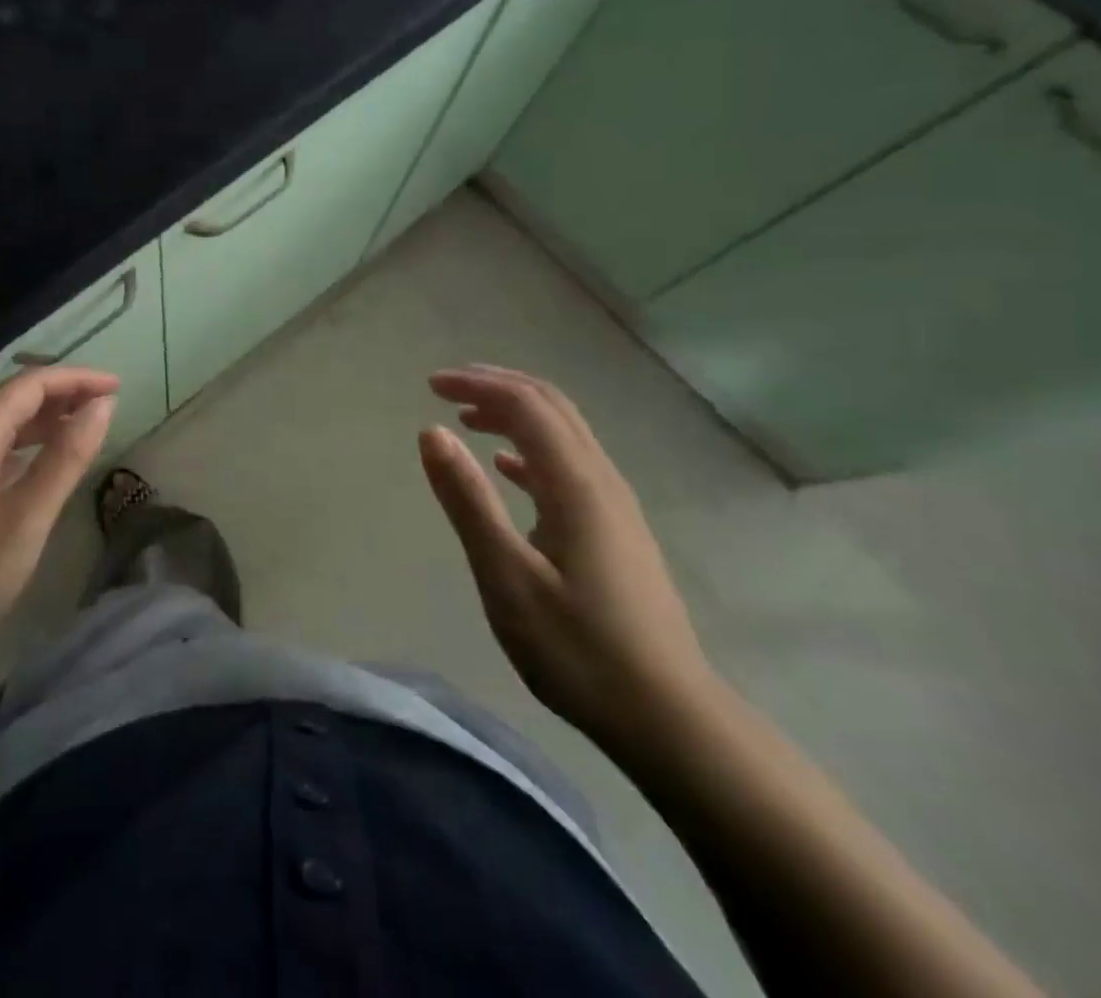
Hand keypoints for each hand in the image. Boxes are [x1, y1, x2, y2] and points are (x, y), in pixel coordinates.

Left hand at [0, 367, 117, 679]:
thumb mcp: (24, 519)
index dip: (76, 379)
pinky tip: (34, 470)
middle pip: (10, 402)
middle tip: (106, 407)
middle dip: (61, 397)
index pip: (28, 386)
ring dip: (40, 424)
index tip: (118, 387)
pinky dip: (19, 451)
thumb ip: (65, 458)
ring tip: (81, 430)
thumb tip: (101, 406)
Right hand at [419, 365, 715, 755]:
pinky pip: (569, 464)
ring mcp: (614, 504)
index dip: (477, 384)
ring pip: (563, 432)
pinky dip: (530, 448)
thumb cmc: (579, 649)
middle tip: (446, 388)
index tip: (430, 385)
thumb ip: (468, 500)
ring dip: (515, 412)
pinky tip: (505, 465)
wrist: (669, 717)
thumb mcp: (507, 577)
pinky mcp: (615, 529)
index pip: (525, 405)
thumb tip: (431, 432)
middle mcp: (601, 480)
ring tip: (467, 417)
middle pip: (551, 406)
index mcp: (576, 484)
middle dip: (497, 385)